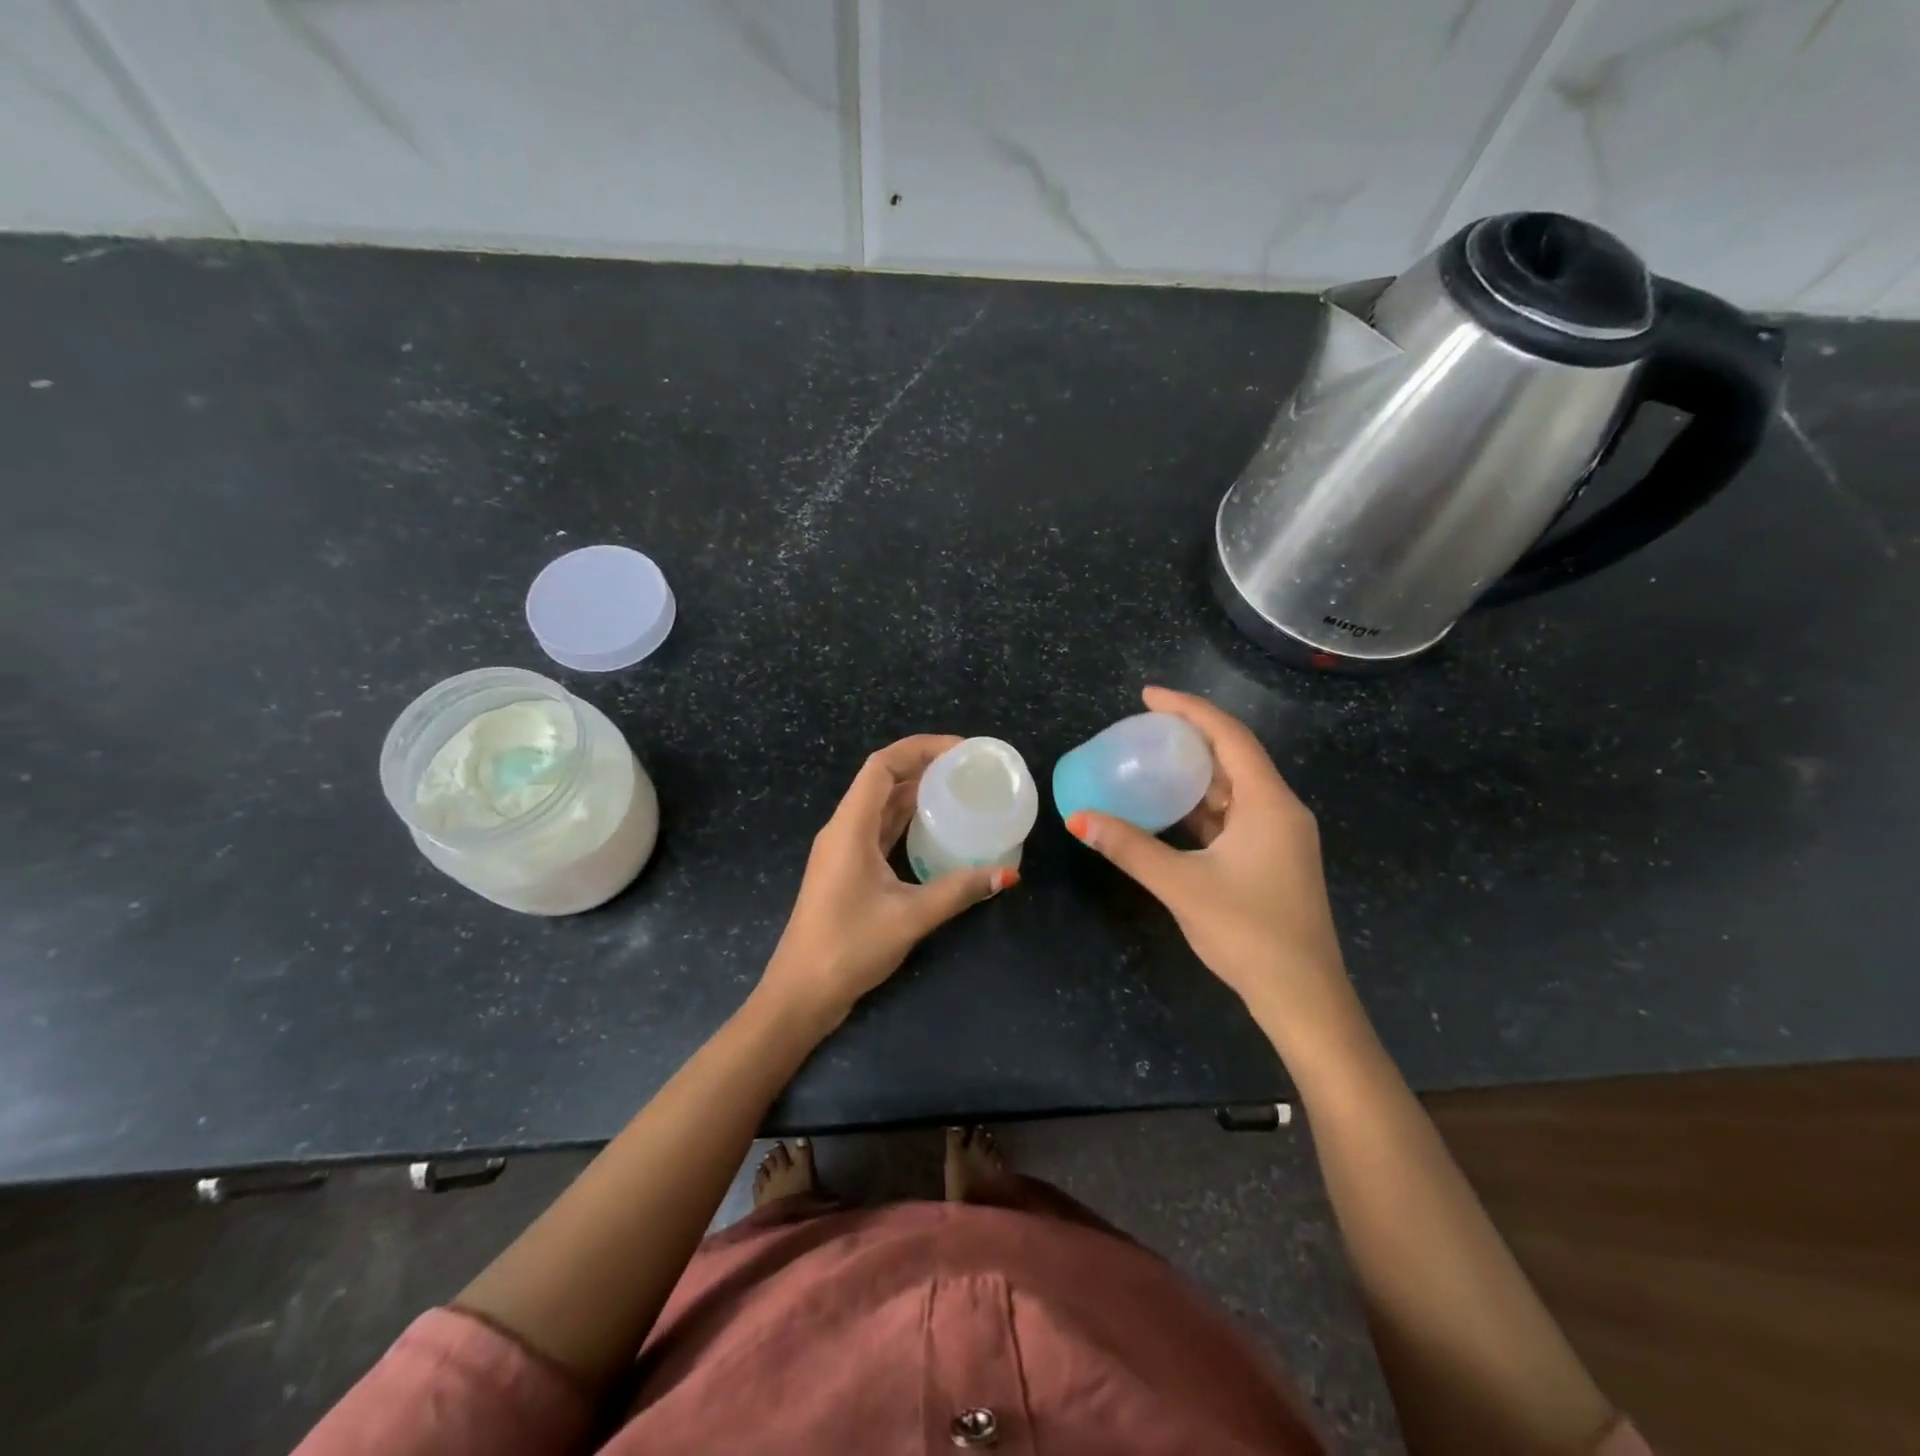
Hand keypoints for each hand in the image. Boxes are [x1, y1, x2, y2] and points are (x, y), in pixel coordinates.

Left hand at [761, 735, 1016, 1028]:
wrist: (801, 993)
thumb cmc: (848, 948)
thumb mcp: (910, 917)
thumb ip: (959, 890)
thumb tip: (1008, 874)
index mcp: (850, 827)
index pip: (882, 766)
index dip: (919, 748)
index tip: (960, 750)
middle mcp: (843, 829)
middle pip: (881, 780)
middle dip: (922, 766)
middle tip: (967, 769)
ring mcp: (842, 850)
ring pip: (880, 805)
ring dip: (914, 792)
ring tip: (957, 789)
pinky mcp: (847, 870)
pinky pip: (878, 830)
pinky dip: (905, 820)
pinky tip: (934, 829)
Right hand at [1065, 688, 1353, 1046]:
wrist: (1303, 997)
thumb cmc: (1248, 932)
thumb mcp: (1182, 885)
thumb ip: (1130, 848)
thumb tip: (1078, 819)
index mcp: (1269, 804)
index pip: (1229, 737)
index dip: (1188, 709)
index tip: (1148, 696)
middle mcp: (1280, 810)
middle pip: (1234, 756)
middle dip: (1191, 736)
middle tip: (1144, 726)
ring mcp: (1280, 837)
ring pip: (1235, 787)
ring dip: (1196, 772)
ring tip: (1152, 758)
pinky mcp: (1272, 859)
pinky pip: (1234, 815)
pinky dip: (1202, 805)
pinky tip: (1171, 808)